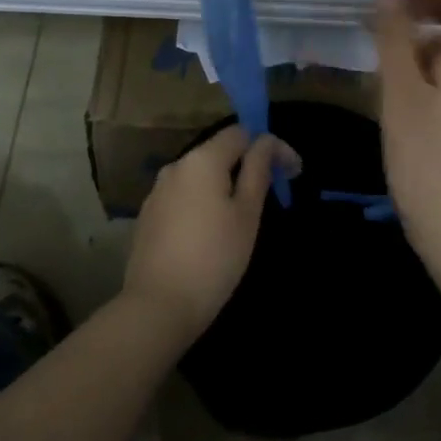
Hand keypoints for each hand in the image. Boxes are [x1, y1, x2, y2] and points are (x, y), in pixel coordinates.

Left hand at [123, 125, 289, 343]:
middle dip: (247, 166)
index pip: (241, 133)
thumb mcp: (247, 214)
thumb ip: (258, 170)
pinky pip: (184, 197)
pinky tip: (211, 232)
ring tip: (243, 218)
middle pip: (218, 152)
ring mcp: (157, 191)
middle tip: (272, 196)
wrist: (158, 306)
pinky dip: (203, 203)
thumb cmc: (214, 258)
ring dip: (224, 186)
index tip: (292, 173)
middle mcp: (176, 166)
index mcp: (202, 159)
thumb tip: (267, 142)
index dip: (269, 146)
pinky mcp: (148, 216)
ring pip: (200, 176)